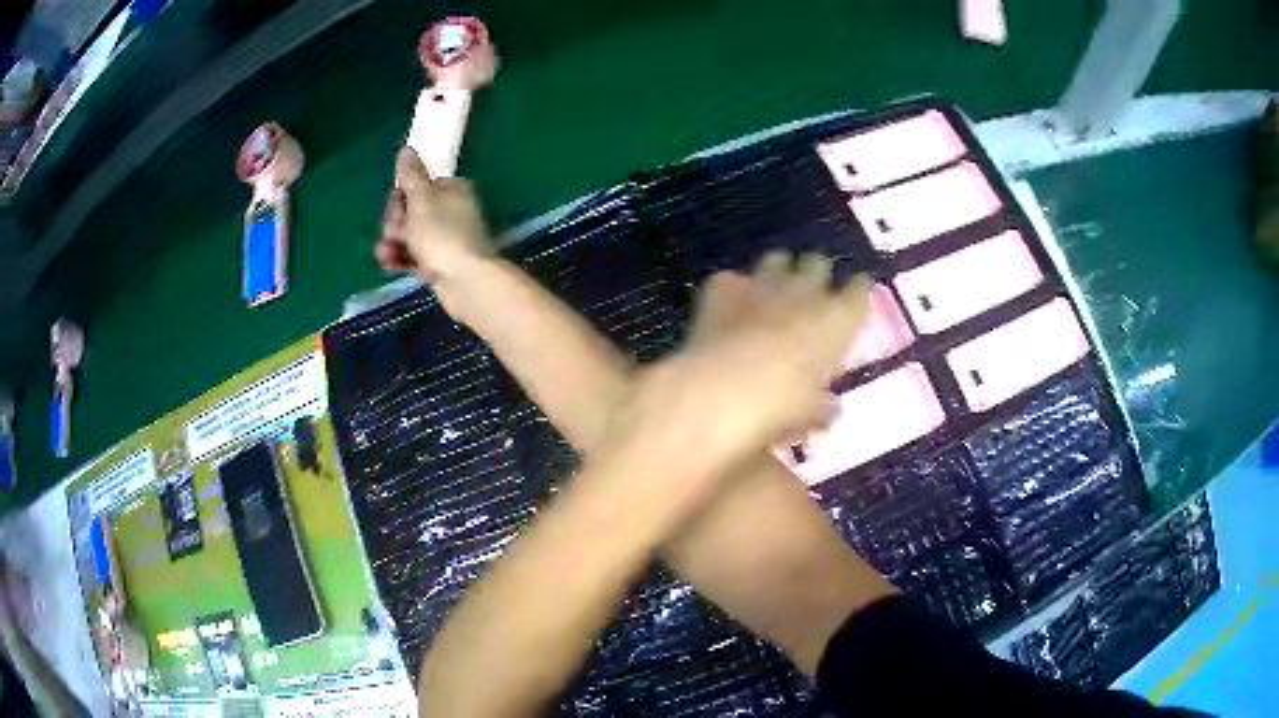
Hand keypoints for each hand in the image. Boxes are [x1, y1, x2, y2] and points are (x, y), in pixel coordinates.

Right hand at [375, 148, 493, 282]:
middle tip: (395, 232)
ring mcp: (446, 239)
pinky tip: (388, 264)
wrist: (465, 281)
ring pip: (410, 236)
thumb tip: (406, 149)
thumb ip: (411, 175)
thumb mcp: (421, 198)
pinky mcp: (440, 264)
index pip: (417, 186)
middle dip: (395, 223)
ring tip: (386, 252)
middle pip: (411, 211)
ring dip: (393, 242)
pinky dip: (400, 258)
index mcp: (452, 189)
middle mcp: (451, 211)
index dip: (400, 197)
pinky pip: (414, 256)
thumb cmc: (442, 234)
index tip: (395, 207)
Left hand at [616, 253, 869, 479]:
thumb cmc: (783, 402)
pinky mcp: (724, 284)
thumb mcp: (811, 412)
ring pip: (777, 259)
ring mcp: (763, 281)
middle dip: (815, 274)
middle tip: (808, 293)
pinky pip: (732, 279)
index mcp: (838, 318)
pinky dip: (731, 290)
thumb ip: (823, 407)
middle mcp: (806, 290)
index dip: (856, 292)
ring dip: (776, 273)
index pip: (859, 290)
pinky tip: (725, 307)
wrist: (725, 385)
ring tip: (769, 291)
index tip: (854, 296)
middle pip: (817, 263)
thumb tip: (830, 410)